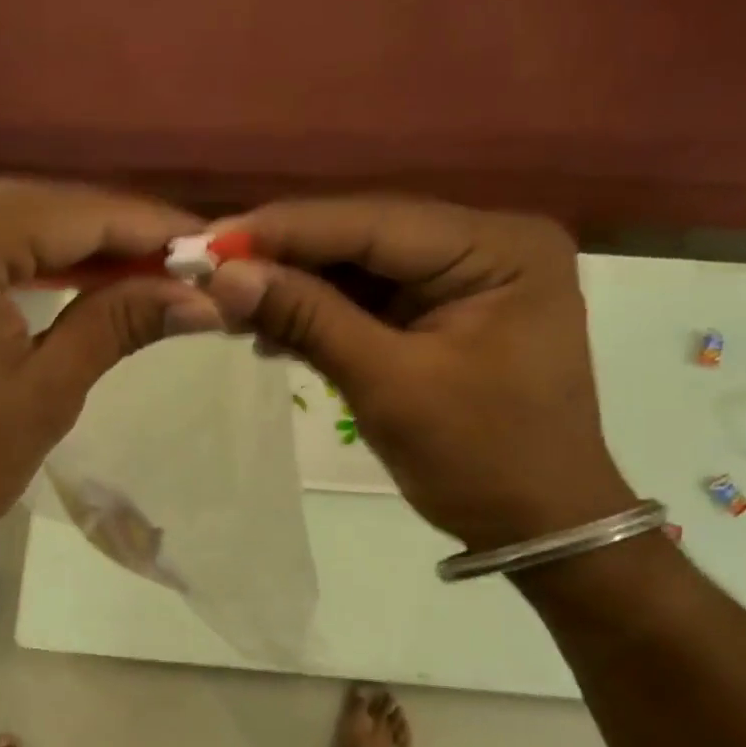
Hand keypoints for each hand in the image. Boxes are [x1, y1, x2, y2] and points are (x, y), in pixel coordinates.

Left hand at [0, 180, 220, 595]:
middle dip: (117, 236)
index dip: (153, 228)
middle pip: (41, 204)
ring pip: (6, 215)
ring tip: (143, 272)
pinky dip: (21, 253)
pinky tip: (70, 273)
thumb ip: (120, 323)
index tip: (214, 246)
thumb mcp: (44, 396)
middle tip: (186, 266)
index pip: (79, 212)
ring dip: (73, 244)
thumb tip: (203, 298)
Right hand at [204, 197, 634, 549]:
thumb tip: (225, 277)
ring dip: (296, 284)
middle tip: (207, 267)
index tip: (210, 240)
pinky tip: (271, 325)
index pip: (375, 222)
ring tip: (228, 300)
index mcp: (499, 248)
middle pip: (366, 235)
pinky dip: (321, 311)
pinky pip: (371, 297)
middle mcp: (488, 243)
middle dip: (286, 256)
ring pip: (361, 265)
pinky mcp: (446, 307)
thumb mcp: (390, 385)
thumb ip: (309, 319)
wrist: (538, 524)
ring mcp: (468, 274)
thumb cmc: (481, 458)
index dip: (287, 229)